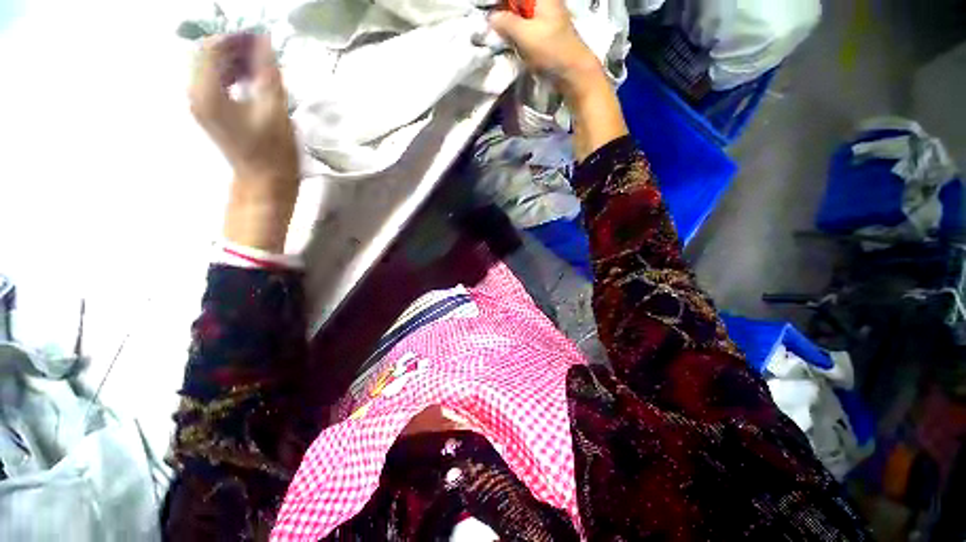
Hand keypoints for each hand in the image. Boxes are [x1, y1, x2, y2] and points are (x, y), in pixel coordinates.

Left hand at [189, 34, 298, 251]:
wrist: (265, 181)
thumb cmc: (273, 150)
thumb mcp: (274, 109)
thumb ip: (267, 71)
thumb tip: (265, 40)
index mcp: (206, 92)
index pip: (212, 47)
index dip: (237, 37)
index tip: (262, 40)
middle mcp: (195, 93)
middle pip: (207, 54)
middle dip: (235, 47)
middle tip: (263, 52)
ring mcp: (200, 102)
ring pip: (210, 65)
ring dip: (235, 60)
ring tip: (261, 66)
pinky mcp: (208, 110)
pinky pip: (214, 80)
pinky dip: (232, 73)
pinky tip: (251, 79)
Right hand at [488, 0, 602, 97]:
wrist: (573, 72)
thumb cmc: (551, 51)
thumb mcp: (525, 35)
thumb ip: (506, 22)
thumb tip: (491, 17)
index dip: (499, 2)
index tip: (488, 12)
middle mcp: (543, 1)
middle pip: (516, 2)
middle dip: (502, 10)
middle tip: (490, 23)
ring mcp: (544, 15)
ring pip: (519, 12)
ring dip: (507, 21)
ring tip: (497, 32)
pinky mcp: (543, 30)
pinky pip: (524, 24)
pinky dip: (514, 30)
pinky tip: (508, 39)